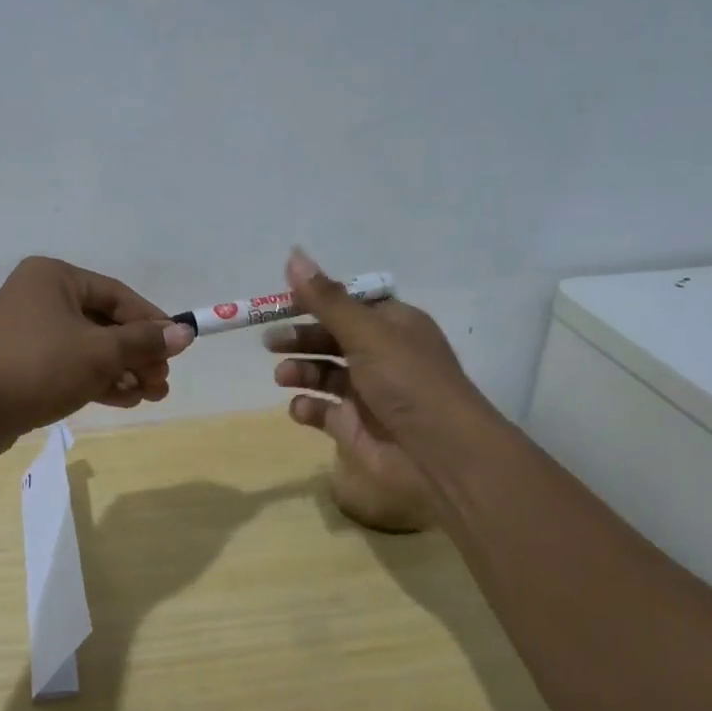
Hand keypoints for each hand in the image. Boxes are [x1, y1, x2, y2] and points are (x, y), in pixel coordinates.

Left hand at [0, 256, 192, 450]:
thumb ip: (143, 342)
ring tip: (150, 395)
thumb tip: (184, 334)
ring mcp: (27, 332)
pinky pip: (68, 366)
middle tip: (163, 381)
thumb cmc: (38, 365)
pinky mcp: (20, 364)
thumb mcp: (99, 352)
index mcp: (54, 277)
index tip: (178, 347)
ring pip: (87, 348)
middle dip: (137, 354)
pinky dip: (95, 380)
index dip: (152, 322)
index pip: (117, 295)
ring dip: (121, 370)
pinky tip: (124, 399)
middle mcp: (39, 297)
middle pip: (103, 323)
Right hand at [265, 249, 492, 530]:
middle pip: (330, 337)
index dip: (316, 300)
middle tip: (270, 341)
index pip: (348, 304)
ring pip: (323, 373)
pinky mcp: (353, 427)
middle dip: (300, 337)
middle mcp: (380, 356)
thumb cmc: (408, 382)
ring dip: (300, 370)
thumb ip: (326, 299)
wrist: (441, 456)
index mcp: (393, 325)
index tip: (282, 301)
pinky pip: (322, 411)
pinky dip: (307, 407)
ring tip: (283, 376)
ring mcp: (366, 393)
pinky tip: (301, 408)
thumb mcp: (367, 333)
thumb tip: (293, 254)